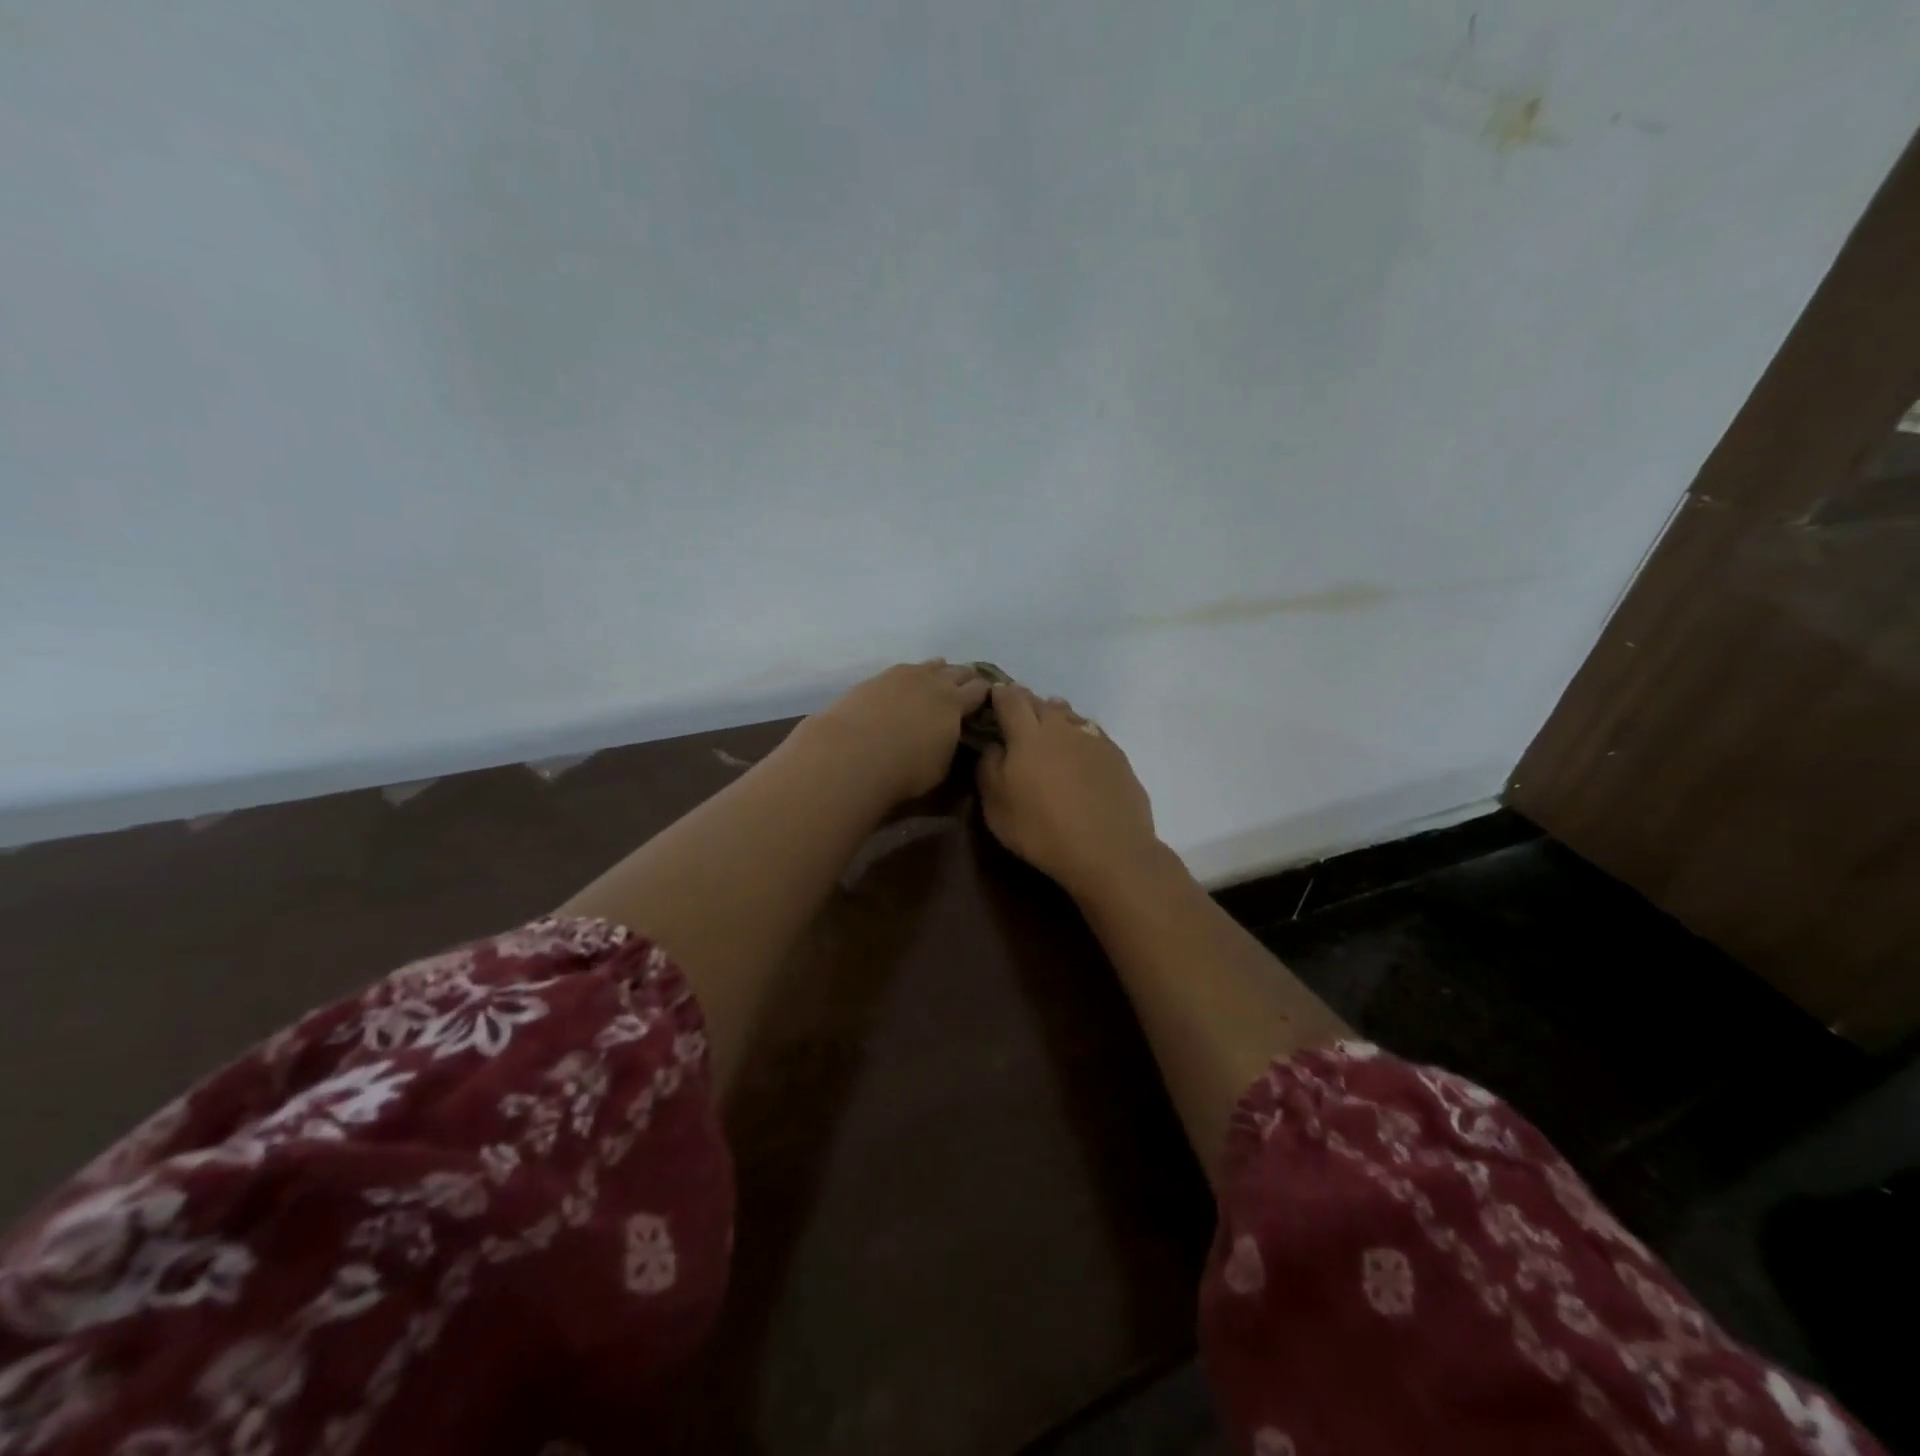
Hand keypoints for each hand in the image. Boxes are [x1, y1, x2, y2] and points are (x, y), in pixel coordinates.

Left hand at [802, 660, 991, 805]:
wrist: (852, 753)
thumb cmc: (905, 770)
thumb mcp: (941, 768)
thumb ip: (952, 748)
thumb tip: (954, 740)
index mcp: (956, 703)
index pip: (980, 690)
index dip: (988, 694)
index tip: (989, 702)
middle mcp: (934, 681)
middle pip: (959, 671)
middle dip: (967, 679)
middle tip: (968, 691)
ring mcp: (904, 674)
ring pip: (931, 665)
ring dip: (939, 673)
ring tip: (938, 683)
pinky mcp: (878, 677)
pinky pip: (905, 670)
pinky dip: (912, 677)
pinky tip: (906, 686)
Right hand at [975, 683, 1160, 899]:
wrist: (1109, 850)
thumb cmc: (1042, 830)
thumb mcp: (996, 807)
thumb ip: (988, 768)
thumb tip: (993, 745)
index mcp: (1027, 735)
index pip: (1010, 700)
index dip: (999, 694)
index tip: (993, 695)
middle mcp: (1061, 727)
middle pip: (1040, 703)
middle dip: (1026, 703)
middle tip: (1017, 714)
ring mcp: (1093, 739)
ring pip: (1069, 715)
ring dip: (1055, 716)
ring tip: (1048, 728)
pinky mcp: (1116, 756)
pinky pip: (1092, 734)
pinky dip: (1080, 735)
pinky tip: (1079, 751)